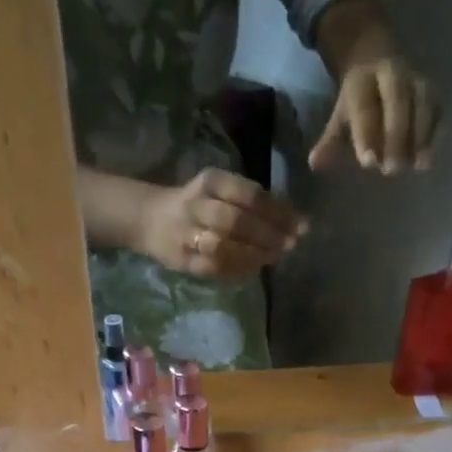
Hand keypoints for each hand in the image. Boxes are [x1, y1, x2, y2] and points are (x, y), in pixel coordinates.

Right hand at [133, 168, 303, 278]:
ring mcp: (188, 234)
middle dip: (268, 234)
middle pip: (237, 220)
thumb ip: (253, 203)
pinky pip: (214, 268)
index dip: (277, 211)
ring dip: (253, 254)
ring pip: (224, 245)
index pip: (249, 194)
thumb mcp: (221, 192)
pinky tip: (253, 269)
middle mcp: (197, 204)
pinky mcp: (183, 260)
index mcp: (211, 182)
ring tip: (273, 258)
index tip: (301, 225)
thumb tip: (295, 221)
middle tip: (290, 244)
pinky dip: (237, 270)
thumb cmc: (197, 205)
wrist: (150, 220)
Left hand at [309, 53, 437, 173]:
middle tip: (392, 170)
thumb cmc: (356, 100)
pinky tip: (428, 158)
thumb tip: (314, 164)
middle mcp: (393, 74)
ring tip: (417, 166)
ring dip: (422, 135)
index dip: (367, 134)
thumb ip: (330, 141)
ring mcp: (416, 80)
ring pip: (423, 102)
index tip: (368, 163)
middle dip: (396, 135)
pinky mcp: (433, 90)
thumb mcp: (340, 117)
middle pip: (398, 100)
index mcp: (363, 80)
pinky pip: (438, 109)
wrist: (377, 57)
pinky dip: (436, 133)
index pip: (365, 107)